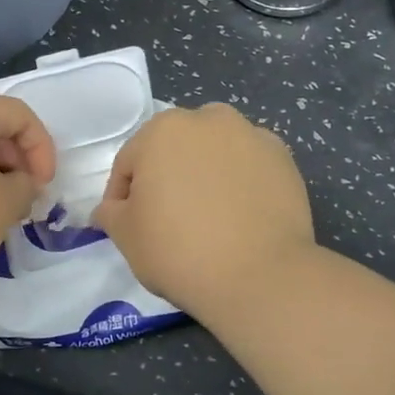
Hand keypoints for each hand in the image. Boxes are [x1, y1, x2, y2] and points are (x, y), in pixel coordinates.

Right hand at [92, 103, 315, 319]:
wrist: (259, 275)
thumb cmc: (179, 251)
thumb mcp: (126, 236)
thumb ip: (110, 213)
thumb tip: (110, 208)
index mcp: (162, 130)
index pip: (129, 162)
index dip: (123, 197)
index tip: (128, 226)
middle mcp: (209, 119)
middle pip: (175, 149)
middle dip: (168, 177)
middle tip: (169, 220)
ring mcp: (252, 136)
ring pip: (215, 153)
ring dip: (206, 174)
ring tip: (209, 217)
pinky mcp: (284, 159)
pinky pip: (249, 167)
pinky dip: (241, 183)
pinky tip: (241, 216)